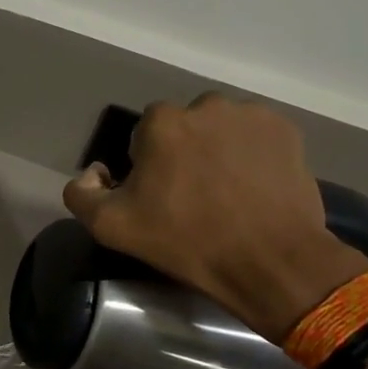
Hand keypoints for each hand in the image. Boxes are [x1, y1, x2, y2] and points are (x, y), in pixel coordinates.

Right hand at [62, 95, 367, 341]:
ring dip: (218, 150)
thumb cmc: (187, 241)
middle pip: (184, 127)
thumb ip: (81, 193)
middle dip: (183, 152)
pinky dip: (252, 154)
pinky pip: (256, 136)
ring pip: (221, 129)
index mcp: (162, 122)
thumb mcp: (112, 227)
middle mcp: (206, 106)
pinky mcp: (286, 131)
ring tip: (228, 192)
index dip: (147, 165)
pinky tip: (254, 187)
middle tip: (193, 195)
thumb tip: (92, 173)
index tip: (158, 196)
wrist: (271, 262)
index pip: (143, 135)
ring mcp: (251, 116)